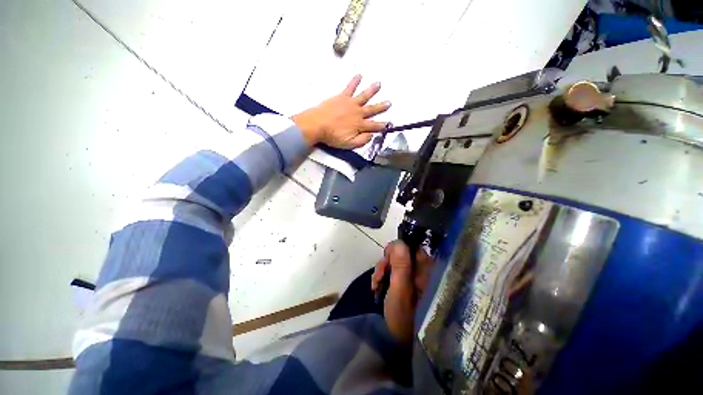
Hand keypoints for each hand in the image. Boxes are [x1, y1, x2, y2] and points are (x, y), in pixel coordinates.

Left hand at [291, 75, 390, 148]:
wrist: (317, 125)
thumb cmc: (332, 136)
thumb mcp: (349, 144)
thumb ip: (362, 140)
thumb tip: (371, 136)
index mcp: (360, 125)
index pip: (374, 126)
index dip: (382, 126)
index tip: (389, 124)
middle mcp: (358, 113)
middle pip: (372, 109)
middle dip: (381, 107)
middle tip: (389, 103)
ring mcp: (350, 103)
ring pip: (364, 96)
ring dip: (372, 90)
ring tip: (378, 84)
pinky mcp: (342, 97)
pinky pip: (350, 87)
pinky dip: (355, 81)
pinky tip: (359, 75)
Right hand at [371, 240, 434, 343]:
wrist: (399, 343)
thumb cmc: (403, 318)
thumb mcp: (400, 291)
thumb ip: (401, 265)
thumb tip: (400, 242)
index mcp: (427, 272)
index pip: (413, 246)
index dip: (397, 248)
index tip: (386, 258)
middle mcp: (422, 271)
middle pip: (402, 253)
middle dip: (387, 261)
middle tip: (379, 276)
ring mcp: (413, 277)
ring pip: (395, 262)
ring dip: (382, 269)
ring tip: (376, 285)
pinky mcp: (405, 283)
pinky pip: (392, 271)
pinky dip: (382, 276)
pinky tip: (376, 287)